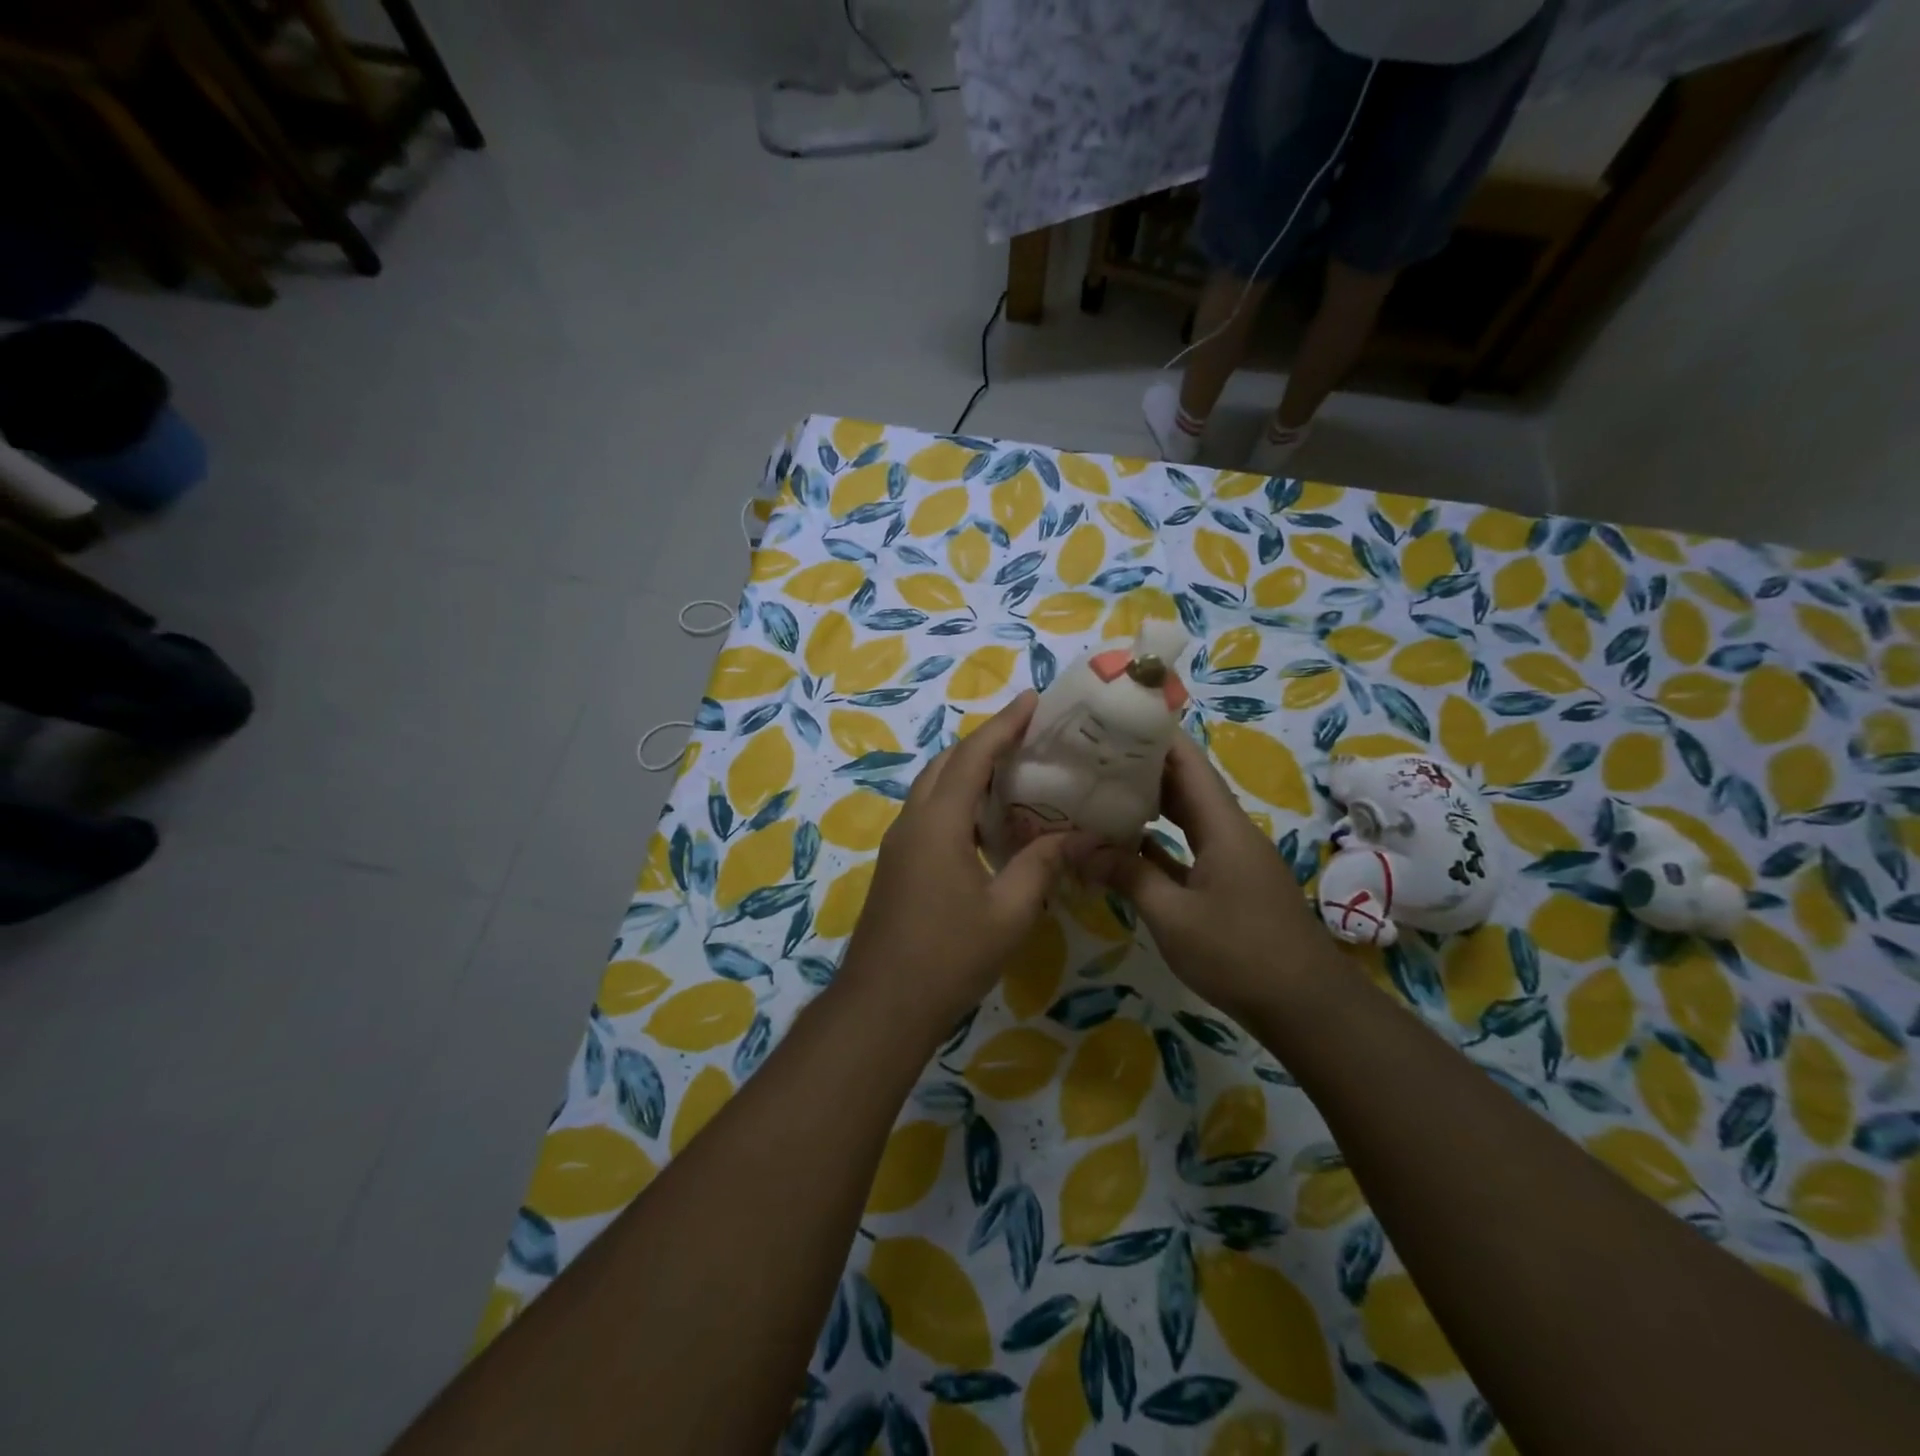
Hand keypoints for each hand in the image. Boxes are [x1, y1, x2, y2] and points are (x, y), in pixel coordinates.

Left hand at [836, 691, 1097, 1036]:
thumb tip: (1076, 835)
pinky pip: (929, 812)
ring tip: (1014, 771)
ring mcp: (899, 843)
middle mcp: (913, 821)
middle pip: (947, 763)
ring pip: (933, 787)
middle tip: (1029, 735)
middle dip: (985, 741)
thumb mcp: (1009, 912)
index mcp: (938, 822)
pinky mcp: (897, 864)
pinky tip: (987, 821)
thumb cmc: (949, 957)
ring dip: (968, 770)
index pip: (973, 756)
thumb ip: (1042, 865)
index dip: (1004, 725)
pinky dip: (957, 799)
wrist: (883, 1006)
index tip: (1032, 700)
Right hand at [1091, 731, 1336, 1021]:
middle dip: (1142, 765)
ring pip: (1187, 815)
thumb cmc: (1239, 953)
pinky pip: (1189, 846)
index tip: (1113, 718)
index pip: (1187, 761)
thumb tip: (1077, 847)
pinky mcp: (1229, 883)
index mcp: (1223, 825)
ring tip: (1101, 788)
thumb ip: (1127, 876)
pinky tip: (1125, 842)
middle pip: (1185, 783)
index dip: (1154, 734)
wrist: (1304, 1006)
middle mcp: (1230, 831)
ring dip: (1149, 802)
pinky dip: (1158, 840)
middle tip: (1092, 754)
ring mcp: (1231, 857)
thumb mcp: (1173, 916)